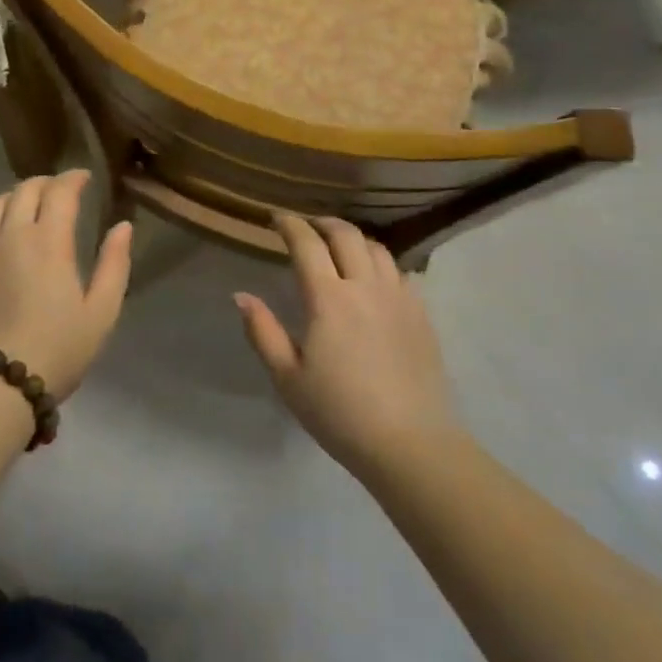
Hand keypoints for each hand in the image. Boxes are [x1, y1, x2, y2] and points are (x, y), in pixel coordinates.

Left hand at [0, 171, 132, 401]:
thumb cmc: (57, 350)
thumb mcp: (101, 312)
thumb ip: (114, 264)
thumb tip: (122, 226)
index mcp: (49, 241)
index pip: (60, 191)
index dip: (74, 178)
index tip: (85, 177)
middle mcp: (12, 236)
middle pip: (24, 190)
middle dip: (46, 182)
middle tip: (61, 189)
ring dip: (15, 196)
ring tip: (28, 204)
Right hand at [235, 215, 459, 478]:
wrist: (410, 443)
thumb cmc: (339, 413)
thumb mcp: (288, 378)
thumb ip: (263, 331)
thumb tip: (240, 295)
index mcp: (328, 298)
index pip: (307, 243)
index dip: (290, 224)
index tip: (277, 218)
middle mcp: (365, 285)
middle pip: (345, 234)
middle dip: (323, 222)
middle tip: (308, 226)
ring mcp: (398, 296)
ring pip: (376, 248)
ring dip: (353, 238)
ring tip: (340, 246)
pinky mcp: (421, 313)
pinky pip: (399, 271)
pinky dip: (380, 262)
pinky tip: (374, 277)